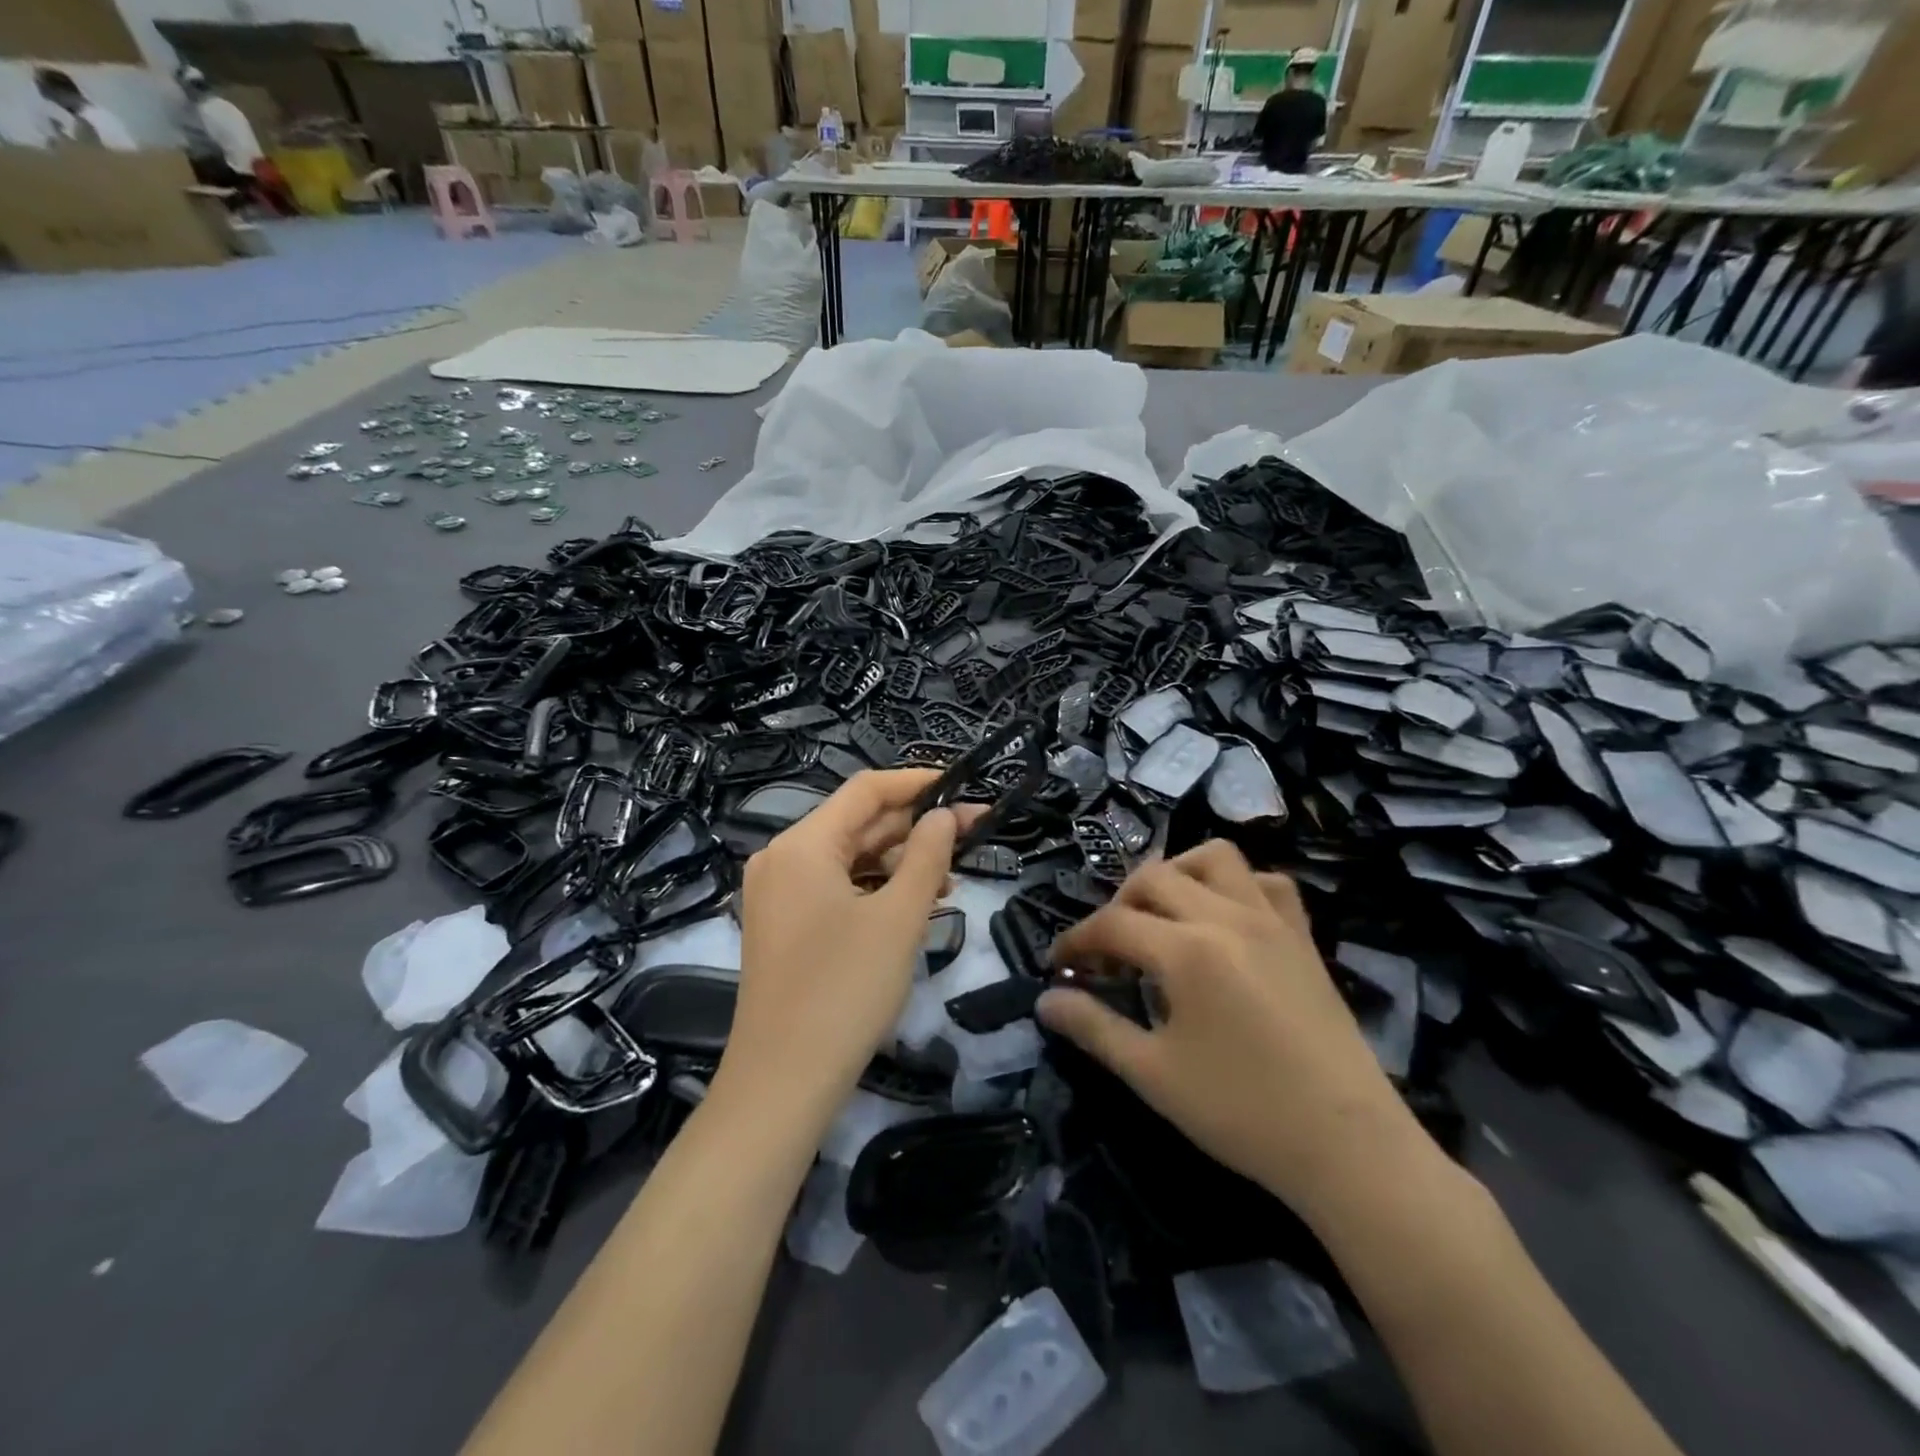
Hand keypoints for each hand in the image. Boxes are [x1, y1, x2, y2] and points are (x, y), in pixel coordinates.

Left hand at [720, 769, 967, 1115]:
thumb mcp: (899, 917)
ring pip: (849, 859)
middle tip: (972, 836)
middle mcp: (782, 859)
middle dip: (914, 829)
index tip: (963, 787)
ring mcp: (778, 894)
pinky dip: (875, 890)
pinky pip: (836, 889)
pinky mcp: (784, 924)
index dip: (916, 782)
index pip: (866, 791)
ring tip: (950, 880)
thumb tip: (944, 815)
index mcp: (802, 845)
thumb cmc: (845, 990)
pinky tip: (914, 905)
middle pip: (857, 824)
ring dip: (899, 863)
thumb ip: (926, 855)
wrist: (783, 1083)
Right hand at [1039, 840, 1427, 1216]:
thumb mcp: (1153, 1075)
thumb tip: (1045, 1001)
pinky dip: (1236, 885)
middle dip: (1117, 906)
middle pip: (1153, 878)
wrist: (1349, 1146)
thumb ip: (1094, 1028)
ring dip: (1176, 875)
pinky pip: (1267, 882)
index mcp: (1187, 950)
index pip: (1112, 924)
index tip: (1058, 967)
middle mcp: (1226, 917)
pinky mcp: (1302, 936)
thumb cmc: (1242, 1113)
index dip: (1076, 942)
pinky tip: (1224, 920)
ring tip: (1162, 917)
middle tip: (1109, 953)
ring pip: (1213, 858)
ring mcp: (1271, 920)